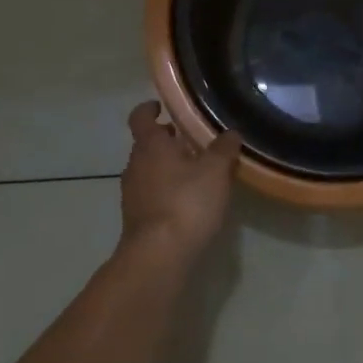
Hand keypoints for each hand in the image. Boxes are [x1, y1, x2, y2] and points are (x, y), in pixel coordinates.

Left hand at [120, 102, 241, 261]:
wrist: (158, 256)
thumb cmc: (186, 202)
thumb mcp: (215, 171)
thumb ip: (224, 149)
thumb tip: (231, 133)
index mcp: (150, 145)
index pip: (140, 117)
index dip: (149, 108)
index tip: (161, 106)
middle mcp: (135, 165)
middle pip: (147, 144)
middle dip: (167, 141)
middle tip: (192, 141)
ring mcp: (132, 193)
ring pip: (149, 170)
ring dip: (168, 167)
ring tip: (196, 172)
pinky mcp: (136, 218)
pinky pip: (151, 194)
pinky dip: (166, 191)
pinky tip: (188, 202)